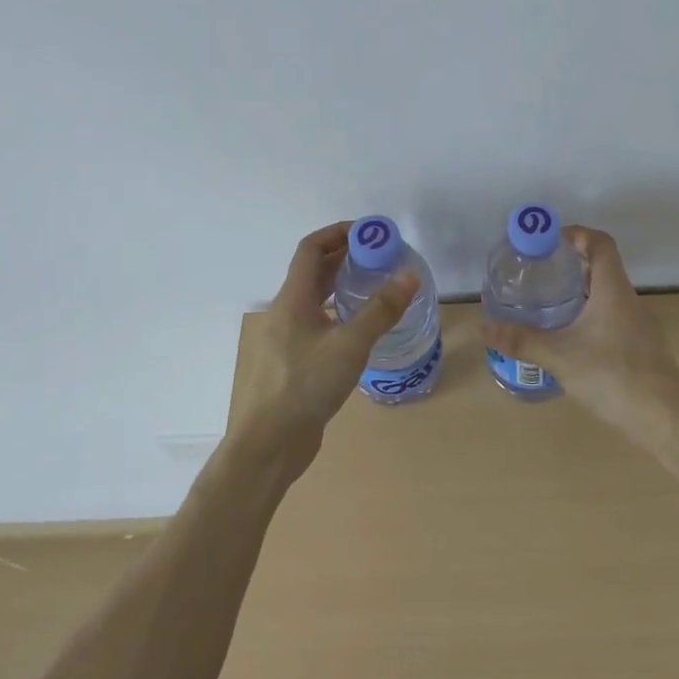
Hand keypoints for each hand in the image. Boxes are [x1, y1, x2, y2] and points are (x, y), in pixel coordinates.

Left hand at [234, 222, 416, 457]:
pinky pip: (317, 322)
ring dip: (342, 285)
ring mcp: (287, 338)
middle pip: (314, 271)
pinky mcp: (293, 361)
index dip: (338, 233)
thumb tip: (409, 275)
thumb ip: (381, 310)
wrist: (268, 446)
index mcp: (293, 299)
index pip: (311, 248)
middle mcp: (286, 311)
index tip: (370, 233)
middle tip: (382, 257)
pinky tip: (361, 328)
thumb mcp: (350, 345)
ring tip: (376, 286)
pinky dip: (339, 313)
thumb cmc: (305, 387)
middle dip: (346, 257)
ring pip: (315, 298)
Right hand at [481, 225, 678, 448]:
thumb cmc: (614, 376)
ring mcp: (638, 324)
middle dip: (571, 263)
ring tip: (548, 301)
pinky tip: (570, 337)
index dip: (576, 234)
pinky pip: (612, 316)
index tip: (548, 241)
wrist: (666, 420)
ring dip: (581, 290)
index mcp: (613, 289)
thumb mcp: (560, 357)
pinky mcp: (640, 347)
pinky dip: (590, 314)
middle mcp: (628, 300)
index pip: (600, 243)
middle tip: (539, 271)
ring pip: (607, 293)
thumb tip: (483, 326)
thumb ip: (521, 340)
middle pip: (602, 266)